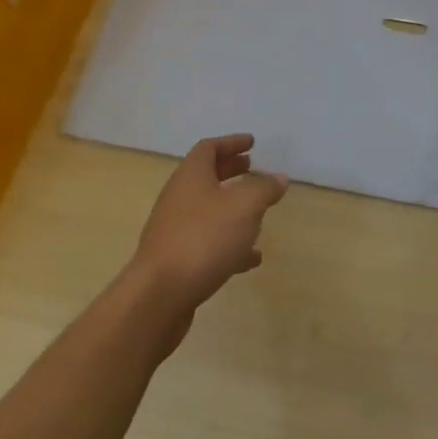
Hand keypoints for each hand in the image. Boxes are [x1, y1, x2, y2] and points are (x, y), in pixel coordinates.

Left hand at [130, 133, 288, 313]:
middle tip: (252, 168)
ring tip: (259, 214)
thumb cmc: (203, 238)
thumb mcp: (245, 206)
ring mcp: (175, 230)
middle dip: (231, 171)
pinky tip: (251, 257)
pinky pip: (207, 243)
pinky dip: (230, 243)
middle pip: (206, 177)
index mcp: (191, 176)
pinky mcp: (177, 261)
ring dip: (232, 208)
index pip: (209, 148)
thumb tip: (279, 178)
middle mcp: (179, 198)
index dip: (231, 143)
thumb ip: (264, 189)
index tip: (252, 143)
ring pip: (208, 210)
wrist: (159, 296)